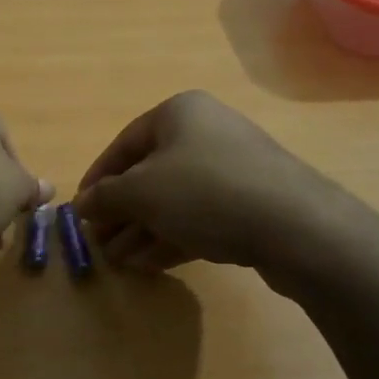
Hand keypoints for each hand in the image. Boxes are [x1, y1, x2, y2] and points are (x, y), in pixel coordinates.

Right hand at [74, 91, 352, 274]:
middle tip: (100, 243)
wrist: (297, 226)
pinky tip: (149, 264)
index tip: (80, 212)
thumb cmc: (205, 192)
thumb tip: (81, 205)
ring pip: (174, 200)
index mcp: (178, 114)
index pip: (123, 144)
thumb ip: (105, 197)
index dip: (97, 179)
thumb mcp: (141, 192)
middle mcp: (206, 133)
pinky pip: (200, 217)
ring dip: (143, 230)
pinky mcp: (251, 204)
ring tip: (119, 262)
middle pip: (149, 174)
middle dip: (122, 211)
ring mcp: (232, 169)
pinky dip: (172, 237)